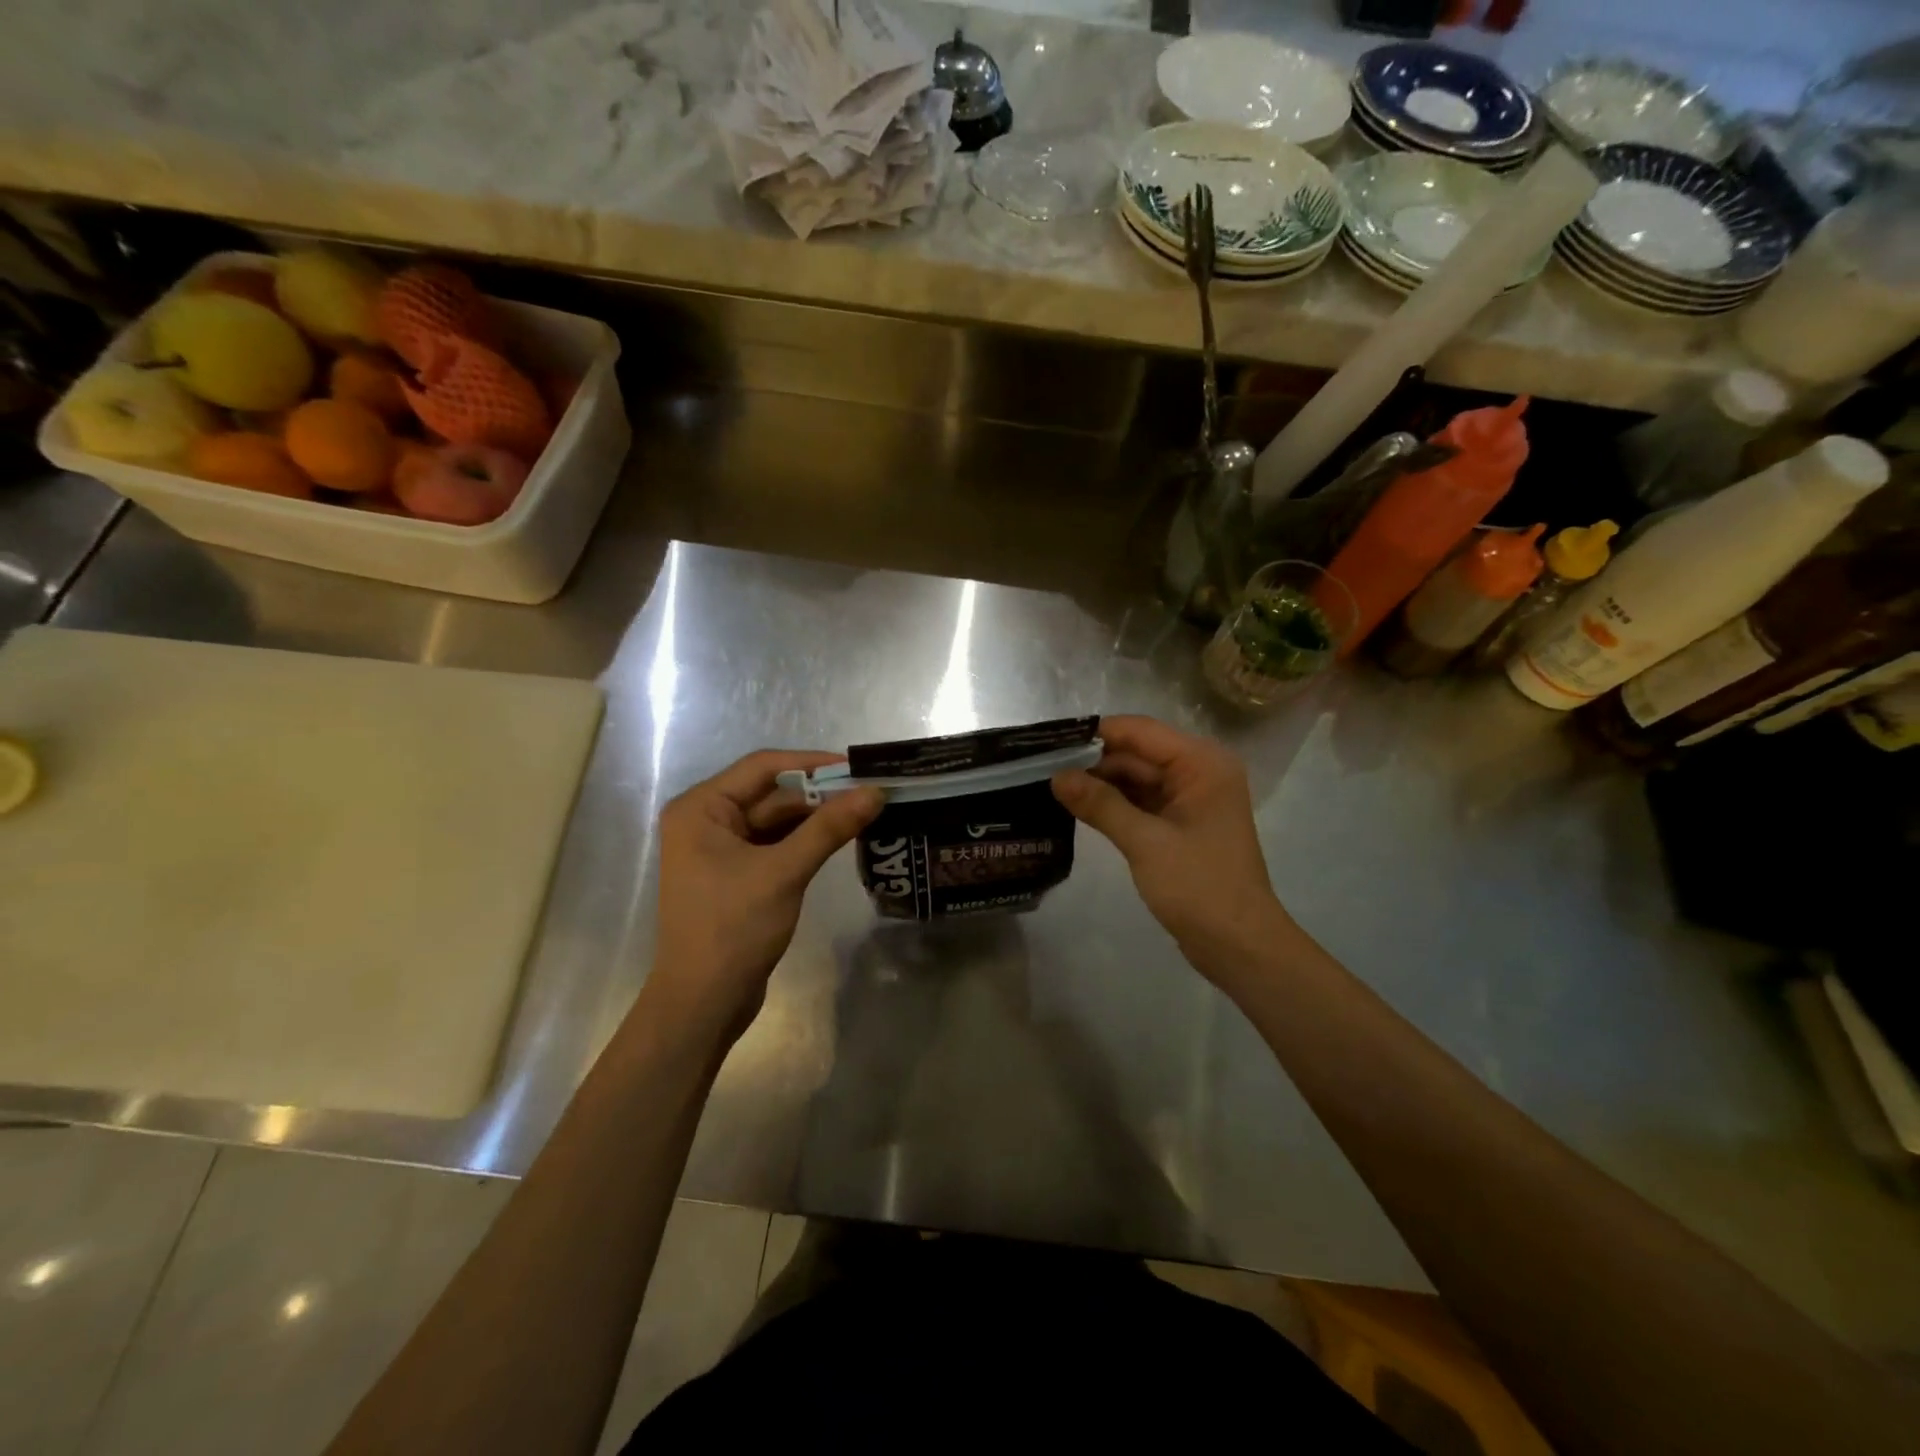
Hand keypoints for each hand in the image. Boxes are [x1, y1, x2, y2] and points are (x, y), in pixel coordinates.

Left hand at [650, 751, 881, 1041]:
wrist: (703, 1003)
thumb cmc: (732, 929)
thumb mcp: (784, 872)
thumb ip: (829, 828)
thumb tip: (874, 792)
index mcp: (701, 808)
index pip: (763, 767)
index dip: (812, 764)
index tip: (858, 767)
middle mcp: (706, 820)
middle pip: (772, 794)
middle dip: (820, 794)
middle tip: (871, 793)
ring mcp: (721, 849)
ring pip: (777, 821)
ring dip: (817, 818)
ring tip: (866, 812)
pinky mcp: (737, 875)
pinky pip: (776, 845)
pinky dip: (806, 841)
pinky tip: (841, 839)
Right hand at [1052, 715, 1291, 983]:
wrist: (1239, 946)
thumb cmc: (1200, 887)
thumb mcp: (1145, 842)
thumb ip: (1100, 804)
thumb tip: (1056, 776)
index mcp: (1202, 764)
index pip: (1141, 732)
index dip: (1096, 735)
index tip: (1051, 742)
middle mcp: (1199, 772)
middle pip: (1137, 754)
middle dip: (1093, 762)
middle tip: (1042, 769)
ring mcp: (1190, 799)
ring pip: (1136, 778)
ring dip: (1100, 784)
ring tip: (1051, 786)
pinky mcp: (1180, 824)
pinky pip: (1141, 801)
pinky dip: (1113, 804)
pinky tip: (1078, 807)